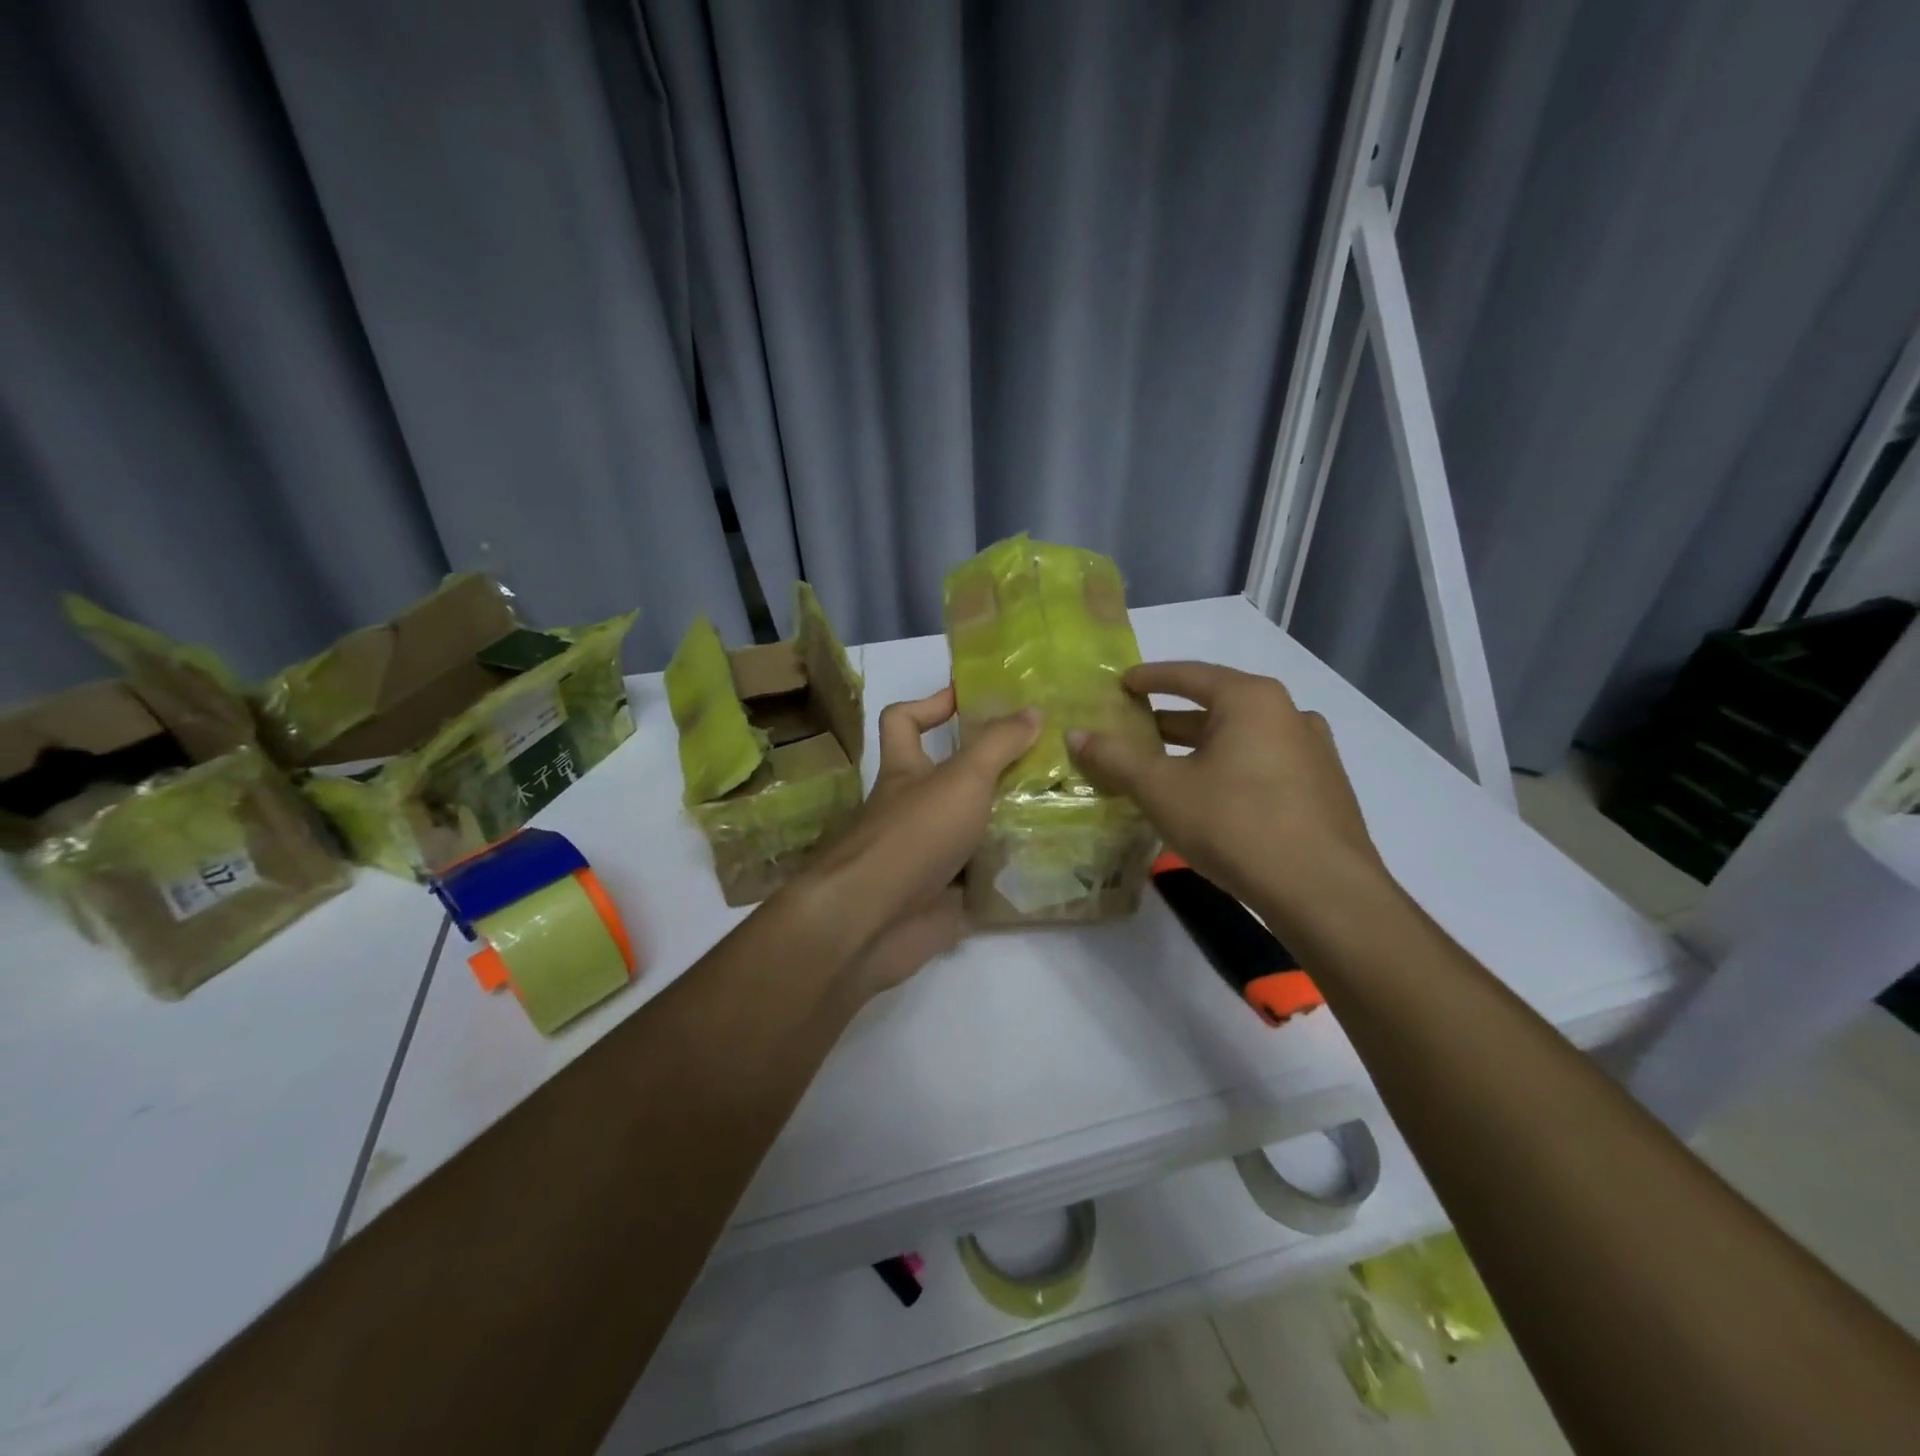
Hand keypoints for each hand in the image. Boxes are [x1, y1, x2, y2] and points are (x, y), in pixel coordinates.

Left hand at [804, 687, 1039, 997]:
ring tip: (1062, 807)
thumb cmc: (914, 835)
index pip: (902, 720)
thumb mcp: (962, 778)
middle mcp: (914, 809)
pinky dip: (1011, 872)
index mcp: (905, 771)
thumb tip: (1033, 710)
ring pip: (974, 829)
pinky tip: (1052, 861)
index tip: (973, 699)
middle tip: (1046, 761)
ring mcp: (928, 855)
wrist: (875, 922)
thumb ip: (997, 745)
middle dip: (995, 770)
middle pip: (953, 779)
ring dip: (1011, 821)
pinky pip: (984, 877)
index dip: (931, 704)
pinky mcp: (945, 897)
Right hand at [1066, 661, 1386, 922]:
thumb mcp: (1162, 790)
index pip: (1190, 675)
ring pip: (1242, 739)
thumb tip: (1075, 734)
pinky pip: (1264, 765)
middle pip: (1217, 706)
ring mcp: (1313, 752)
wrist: (1324, 893)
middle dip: (1172, 720)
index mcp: (1251, 700)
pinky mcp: (1323, 789)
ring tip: (1166, 767)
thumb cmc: (1236, 824)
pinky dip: (1230, 770)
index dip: (1150, 677)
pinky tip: (1211, 798)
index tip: (1122, 682)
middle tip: (1135, 730)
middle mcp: (1288, 714)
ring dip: (1202, 748)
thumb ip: (1116, 758)